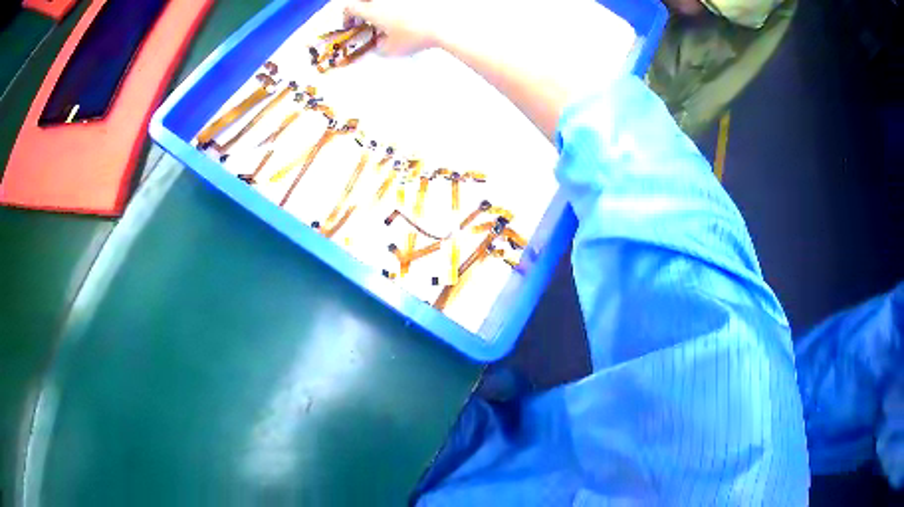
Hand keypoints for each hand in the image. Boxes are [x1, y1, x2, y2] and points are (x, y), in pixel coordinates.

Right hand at [343, 0, 449, 55]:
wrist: (442, 25)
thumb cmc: (415, 36)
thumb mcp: (392, 50)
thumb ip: (380, 48)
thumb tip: (380, 45)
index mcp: (372, 10)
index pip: (350, 8)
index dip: (347, 17)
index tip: (352, 25)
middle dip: (361, 7)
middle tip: (365, 16)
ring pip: (380, 0)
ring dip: (378, 6)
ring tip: (385, 16)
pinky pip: (398, 1)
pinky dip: (397, 6)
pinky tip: (404, 13)